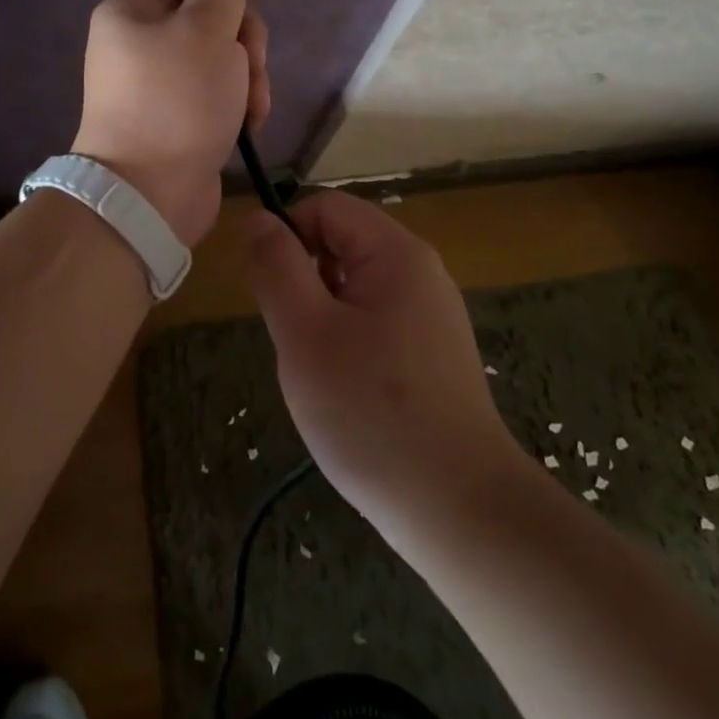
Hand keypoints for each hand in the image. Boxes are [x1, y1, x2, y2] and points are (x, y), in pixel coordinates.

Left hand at [72, 0, 278, 245]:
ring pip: (220, 55)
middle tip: (253, 62)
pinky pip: (215, 90)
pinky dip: (236, 101)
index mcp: (133, 9)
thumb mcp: (206, 31)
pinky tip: (247, 123)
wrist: (148, 195)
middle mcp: (139, 40)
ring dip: (247, 74)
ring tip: (252, 104)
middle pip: (209, 14)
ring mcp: (157, 81)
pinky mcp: (175, 115)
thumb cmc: (176, 102)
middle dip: (244, 37)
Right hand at [244, 192, 515, 528]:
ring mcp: (431, 315)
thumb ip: (276, 267)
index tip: (271, 295)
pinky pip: (374, 322)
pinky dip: (347, 344)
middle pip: (340, 244)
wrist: (459, 511)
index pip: (325, 207)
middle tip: (297, 343)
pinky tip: (347, 394)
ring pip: (352, 288)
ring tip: (320, 374)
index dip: (287, 236)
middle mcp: (421, 272)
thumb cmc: (372, 414)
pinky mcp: (433, 354)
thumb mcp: (305, 333)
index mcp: (396, 253)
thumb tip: (259, 218)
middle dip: (304, 283)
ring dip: (321, 318)